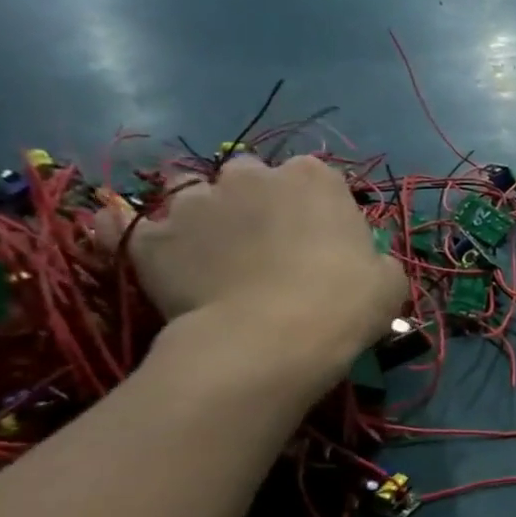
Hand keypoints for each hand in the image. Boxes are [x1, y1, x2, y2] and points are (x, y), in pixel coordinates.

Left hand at [104, 156, 405, 385]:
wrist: (273, 340)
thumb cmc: (345, 304)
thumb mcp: (389, 279)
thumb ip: (371, 255)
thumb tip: (359, 260)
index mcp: (315, 178)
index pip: (315, 177)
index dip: (317, 206)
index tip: (322, 236)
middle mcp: (251, 176)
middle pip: (250, 177)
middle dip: (257, 201)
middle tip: (268, 244)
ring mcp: (193, 202)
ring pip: (192, 194)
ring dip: (204, 215)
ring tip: (214, 254)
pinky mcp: (150, 237)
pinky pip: (126, 224)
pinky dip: (129, 230)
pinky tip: (141, 243)